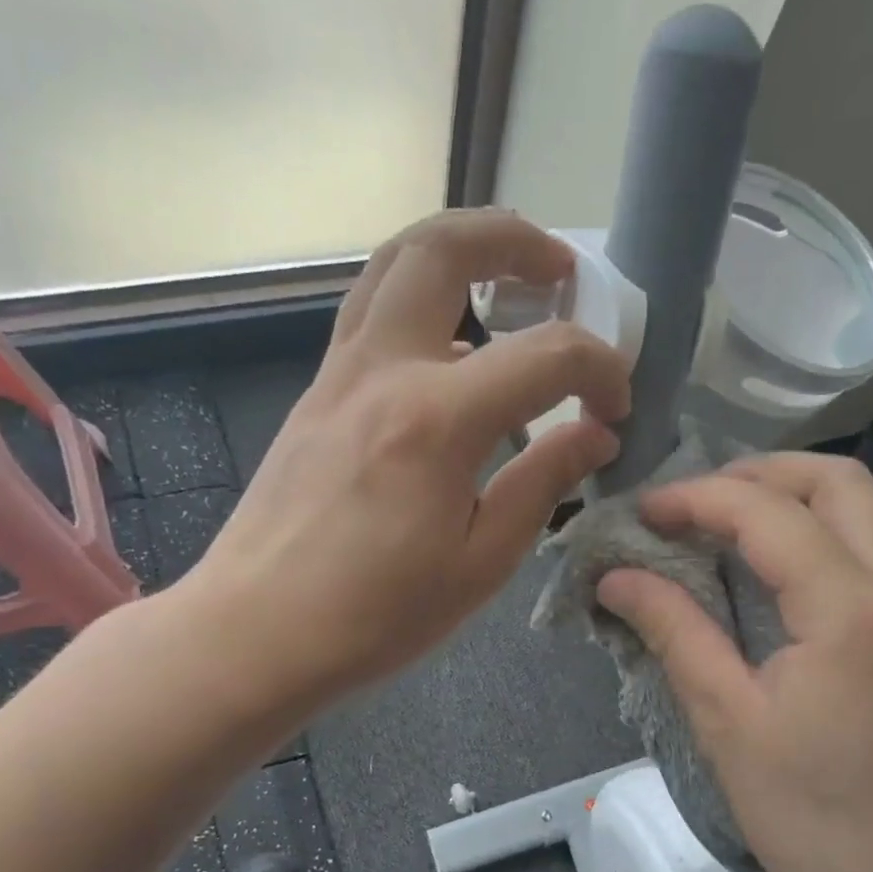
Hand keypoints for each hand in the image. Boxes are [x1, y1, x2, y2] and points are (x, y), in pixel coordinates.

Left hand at [178, 210, 630, 711]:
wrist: (256, 632)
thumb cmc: (376, 615)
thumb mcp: (481, 563)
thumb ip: (542, 483)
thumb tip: (593, 435)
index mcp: (436, 421)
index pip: (545, 355)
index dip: (599, 370)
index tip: (615, 409)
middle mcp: (383, 371)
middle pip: (443, 249)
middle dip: (513, 239)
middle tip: (560, 271)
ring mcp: (339, 374)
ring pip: (394, 263)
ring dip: (459, 250)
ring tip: (508, 281)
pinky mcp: (317, 393)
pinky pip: (372, 311)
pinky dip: (423, 299)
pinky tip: (454, 349)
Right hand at [596, 453, 872, 871]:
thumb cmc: (818, 823)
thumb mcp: (730, 724)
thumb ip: (676, 632)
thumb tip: (616, 577)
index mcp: (852, 608)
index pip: (766, 512)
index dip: (696, 499)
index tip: (643, 513)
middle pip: (837, 481)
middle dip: (757, 474)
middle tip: (693, 505)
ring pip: (866, 509)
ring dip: (794, 499)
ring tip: (725, 526)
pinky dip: (822, 533)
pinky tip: (774, 570)